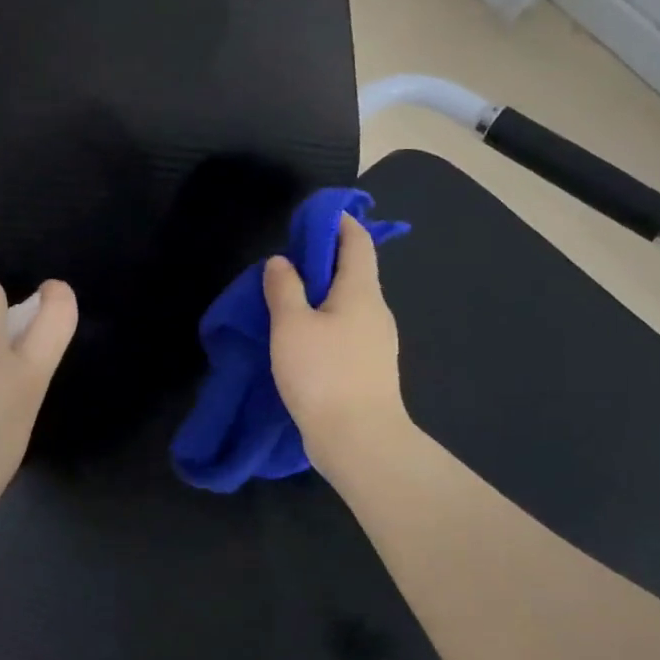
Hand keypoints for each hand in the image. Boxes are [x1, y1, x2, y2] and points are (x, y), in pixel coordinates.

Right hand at [264, 214, 414, 485]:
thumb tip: (281, 261)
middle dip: (324, 261)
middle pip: (354, 272)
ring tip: (287, 301)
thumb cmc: (324, 374)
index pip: (358, 241)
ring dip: (322, 296)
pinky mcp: (370, 369)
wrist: (360, 441)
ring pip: (349, 305)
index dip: (338, 223)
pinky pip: (347, 331)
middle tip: (287, 263)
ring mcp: (378, 342)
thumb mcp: (291, 326)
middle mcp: (377, 311)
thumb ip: (284, 288)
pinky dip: (326, 323)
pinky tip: (303, 339)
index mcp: (361, 291)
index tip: (313, 218)